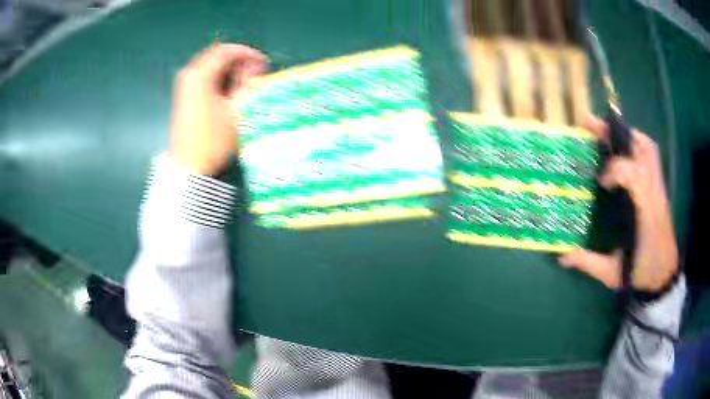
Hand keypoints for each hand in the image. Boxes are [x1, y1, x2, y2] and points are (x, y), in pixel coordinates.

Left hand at [169, 43, 267, 175]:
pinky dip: (220, 79)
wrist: (189, 165)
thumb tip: (256, 66)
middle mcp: (190, 74)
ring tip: (246, 84)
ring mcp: (185, 85)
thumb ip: (248, 83)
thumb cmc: (213, 139)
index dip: (248, 53)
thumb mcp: (236, 110)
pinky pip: (206, 78)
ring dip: (231, 71)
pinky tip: (231, 92)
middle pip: (218, 56)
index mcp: (200, 74)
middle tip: (256, 75)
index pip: (227, 50)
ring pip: (212, 67)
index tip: (264, 64)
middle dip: (240, 62)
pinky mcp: (185, 96)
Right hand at [559, 116, 677, 291]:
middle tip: (592, 126)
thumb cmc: (641, 274)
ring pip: (648, 148)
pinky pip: (650, 156)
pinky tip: (622, 152)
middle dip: (617, 133)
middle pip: (643, 149)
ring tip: (607, 134)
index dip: (615, 170)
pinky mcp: (659, 189)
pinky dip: (636, 145)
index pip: (635, 174)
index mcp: (646, 214)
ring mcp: (659, 189)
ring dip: (627, 135)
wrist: (664, 276)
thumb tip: (562, 256)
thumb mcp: (613, 274)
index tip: (601, 182)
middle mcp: (655, 194)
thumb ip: (589, 262)